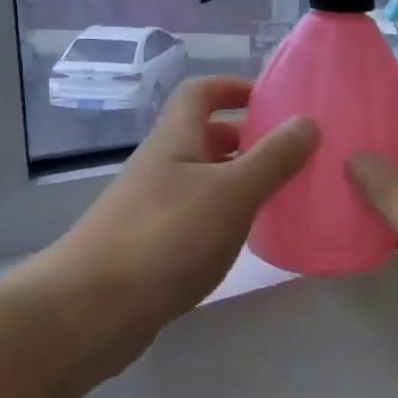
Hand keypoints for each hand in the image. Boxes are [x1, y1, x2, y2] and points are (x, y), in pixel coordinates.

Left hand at [27, 77, 317, 336]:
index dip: (233, 88)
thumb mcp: (231, 192)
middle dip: (246, 139)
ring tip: (279, 197)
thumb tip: (307, 122)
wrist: (90, 310)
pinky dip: (223, 218)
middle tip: (289, 156)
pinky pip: (195, 217)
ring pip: (201, 180)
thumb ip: (273, 158)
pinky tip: (244, 240)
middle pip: (203, 137)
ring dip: (238, 181)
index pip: (200, 93)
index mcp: (175, 140)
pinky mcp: (150, 247)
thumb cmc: (166, 237)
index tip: (273, 103)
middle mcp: (160, 167)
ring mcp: (151, 208)